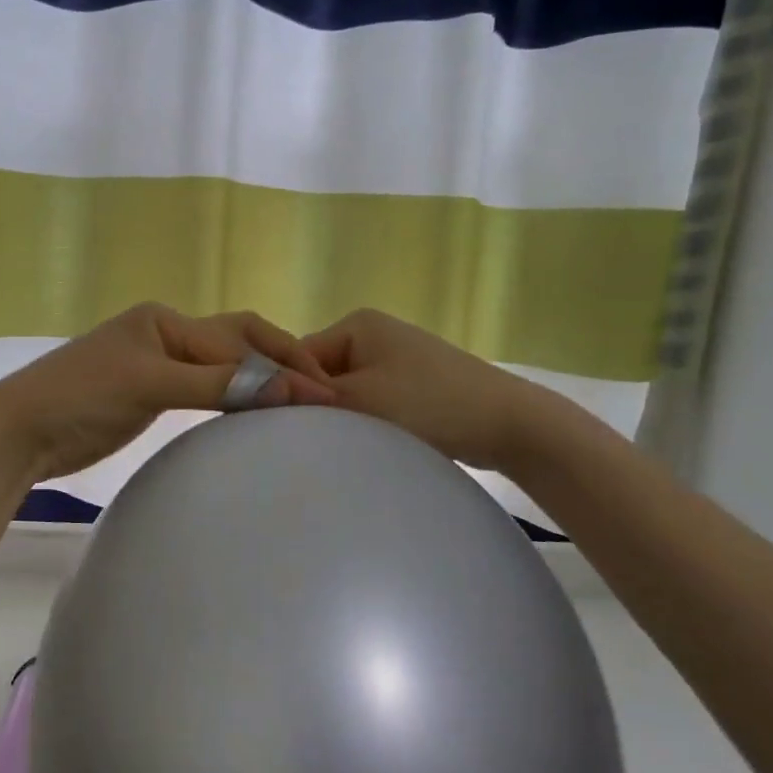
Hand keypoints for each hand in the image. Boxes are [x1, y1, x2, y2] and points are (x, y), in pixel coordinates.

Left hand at [0, 304, 336, 483]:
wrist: (19, 431)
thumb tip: (286, 388)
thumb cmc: (80, 397)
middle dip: (279, 365)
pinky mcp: (148, 395)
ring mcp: (156, 366)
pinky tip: (253, 415)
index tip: (323, 394)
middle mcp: (165, 335)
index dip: (281, 366)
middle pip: (236, 345)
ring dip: (258, 383)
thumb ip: (216, 384)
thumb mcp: (150, 384)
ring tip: (299, 405)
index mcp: (165, 321)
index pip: (238, 340)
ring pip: (222, 369)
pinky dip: (232, 400)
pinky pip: (203, 392)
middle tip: (323, 396)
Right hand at [302, 309, 560, 472]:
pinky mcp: (412, 385)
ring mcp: (394, 359)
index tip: (282, 430)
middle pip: (319, 375)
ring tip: (340, 447)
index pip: (297, 358)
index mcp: (355, 324)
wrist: (510, 423)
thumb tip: (262, 402)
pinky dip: (366, 422)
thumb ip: (308, 401)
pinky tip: (367, 445)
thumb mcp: (360, 401)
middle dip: (316, 407)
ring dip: (342, 419)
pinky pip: (371, 402)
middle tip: (311, 443)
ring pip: (345, 392)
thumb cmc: (429, 403)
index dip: (288, 393)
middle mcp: (372, 334)